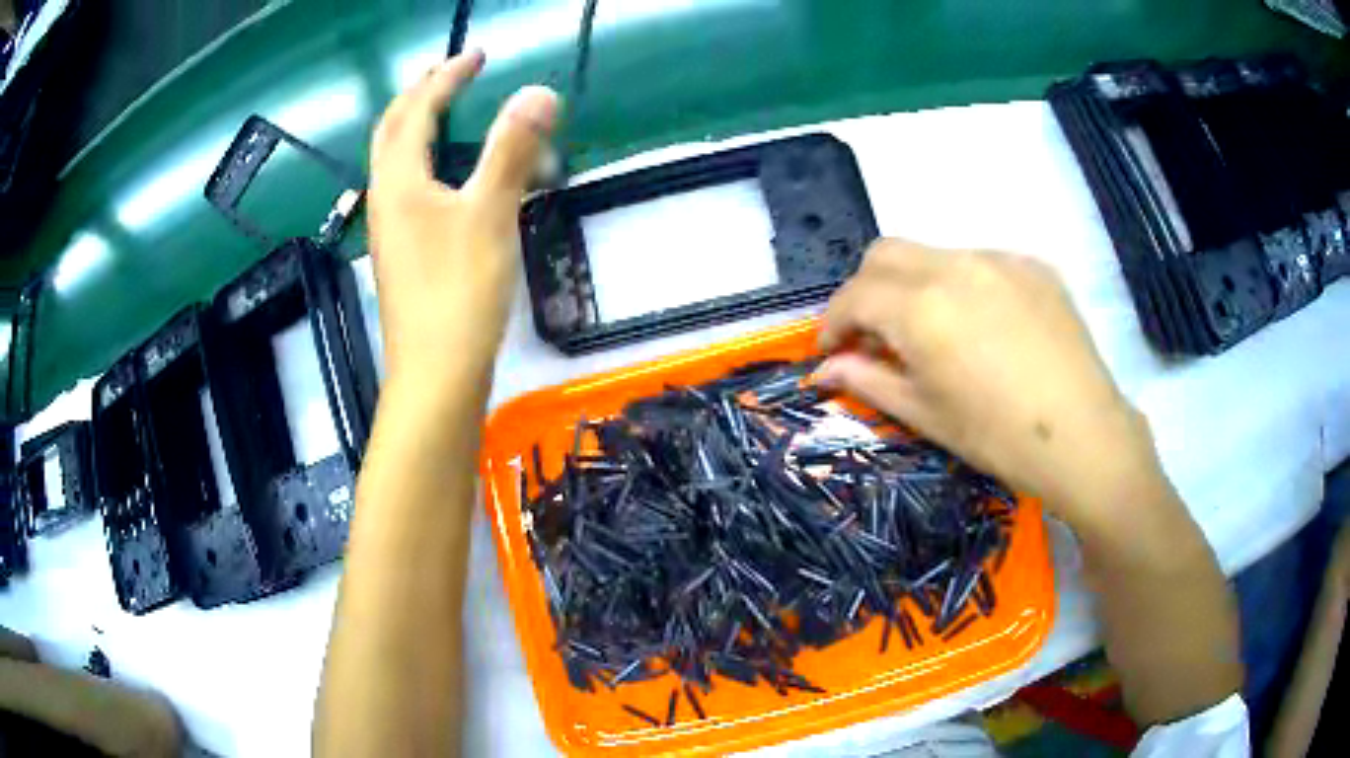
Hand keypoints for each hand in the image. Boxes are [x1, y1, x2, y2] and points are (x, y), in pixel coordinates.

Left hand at [367, 50, 557, 389]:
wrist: (435, 377)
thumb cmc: (460, 294)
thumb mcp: (490, 214)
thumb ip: (511, 149)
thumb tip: (538, 92)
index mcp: (399, 181)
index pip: (417, 110)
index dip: (447, 77)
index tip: (478, 54)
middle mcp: (385, 199)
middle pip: (391, 131)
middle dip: (420, 94)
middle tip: (453, 73)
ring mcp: (390, 229)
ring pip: (397, 161)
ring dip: (421, 126)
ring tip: (451, 111)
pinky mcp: (403, 254)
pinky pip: (410, 189)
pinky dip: (429, 162)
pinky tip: (451, 176)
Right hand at [817, 239, 1161, 529]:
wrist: (1083, 436)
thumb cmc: (997, 437)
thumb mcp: (925, 414)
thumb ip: (867, 381)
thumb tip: (824, 370)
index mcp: (920, 307)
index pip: (854, 296)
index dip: (832, 323)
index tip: (831, 352)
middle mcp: (954, 266)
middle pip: (885, 254)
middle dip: (865, 290)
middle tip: (874, 335)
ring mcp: (998, 259)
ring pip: (933, 254)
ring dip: (914, 285)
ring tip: (933, 332)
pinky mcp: (1032, 265)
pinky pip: (979, 262)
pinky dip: (961, 286)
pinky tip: (982, 326)